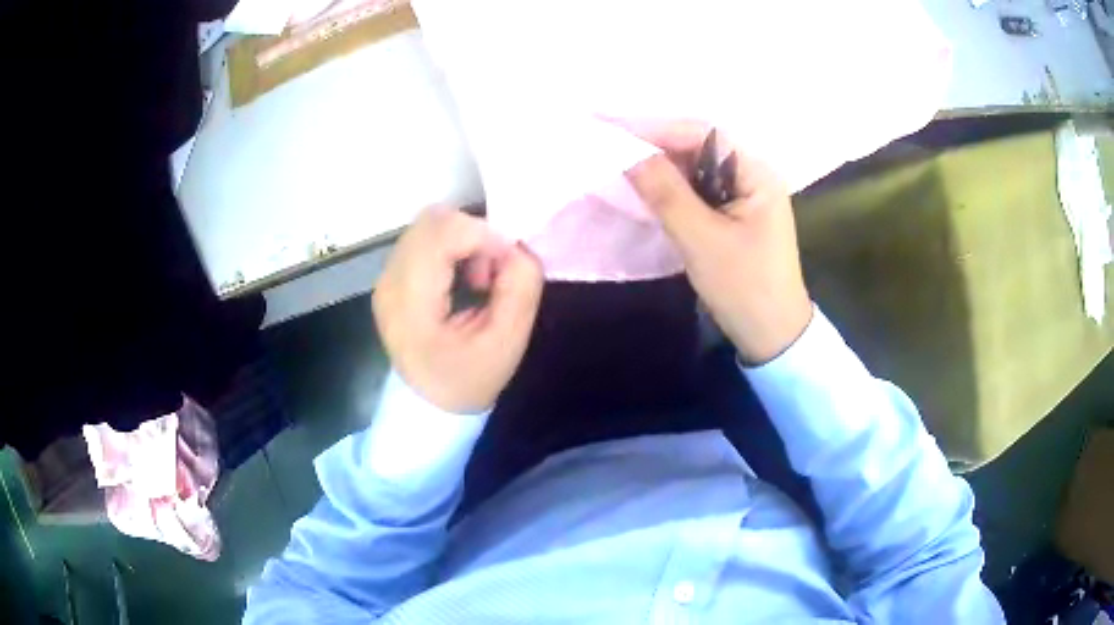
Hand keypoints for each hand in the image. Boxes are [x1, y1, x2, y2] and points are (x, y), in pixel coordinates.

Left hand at [373, 207, 543, 412]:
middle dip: (474, 234)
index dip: (483, 234)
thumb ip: (520, 287)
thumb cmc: (469, 380)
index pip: (441, 235)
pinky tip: (462, 278)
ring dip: (463, 240)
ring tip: (478, 279)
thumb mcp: (508, 343)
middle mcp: (389, 282)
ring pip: (429, 224)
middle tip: (492, 272)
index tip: (510, 260)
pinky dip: (452, 246)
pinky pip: (424, 238)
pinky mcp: (391, 275)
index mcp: (410, 305)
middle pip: (432, 220)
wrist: (430, 405)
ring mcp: (385, 277)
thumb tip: (517, 246)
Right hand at [623, 121, 812, 364]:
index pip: (703, 134)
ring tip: (620, 166)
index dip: (658, 130)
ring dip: (661, 169)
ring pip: (696, 170)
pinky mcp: (734, 215)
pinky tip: (646, 192)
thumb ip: (665, 193)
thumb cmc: (744, 287)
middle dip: (656, 148)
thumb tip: (627, 154)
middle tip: (611, 148)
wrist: (771, 335)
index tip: (615, 132)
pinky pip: (698, 191)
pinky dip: (672, 190)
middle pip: (699, 148)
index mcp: (757, 172)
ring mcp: (744, 196)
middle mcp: (753, 175)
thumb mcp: (701, 239)